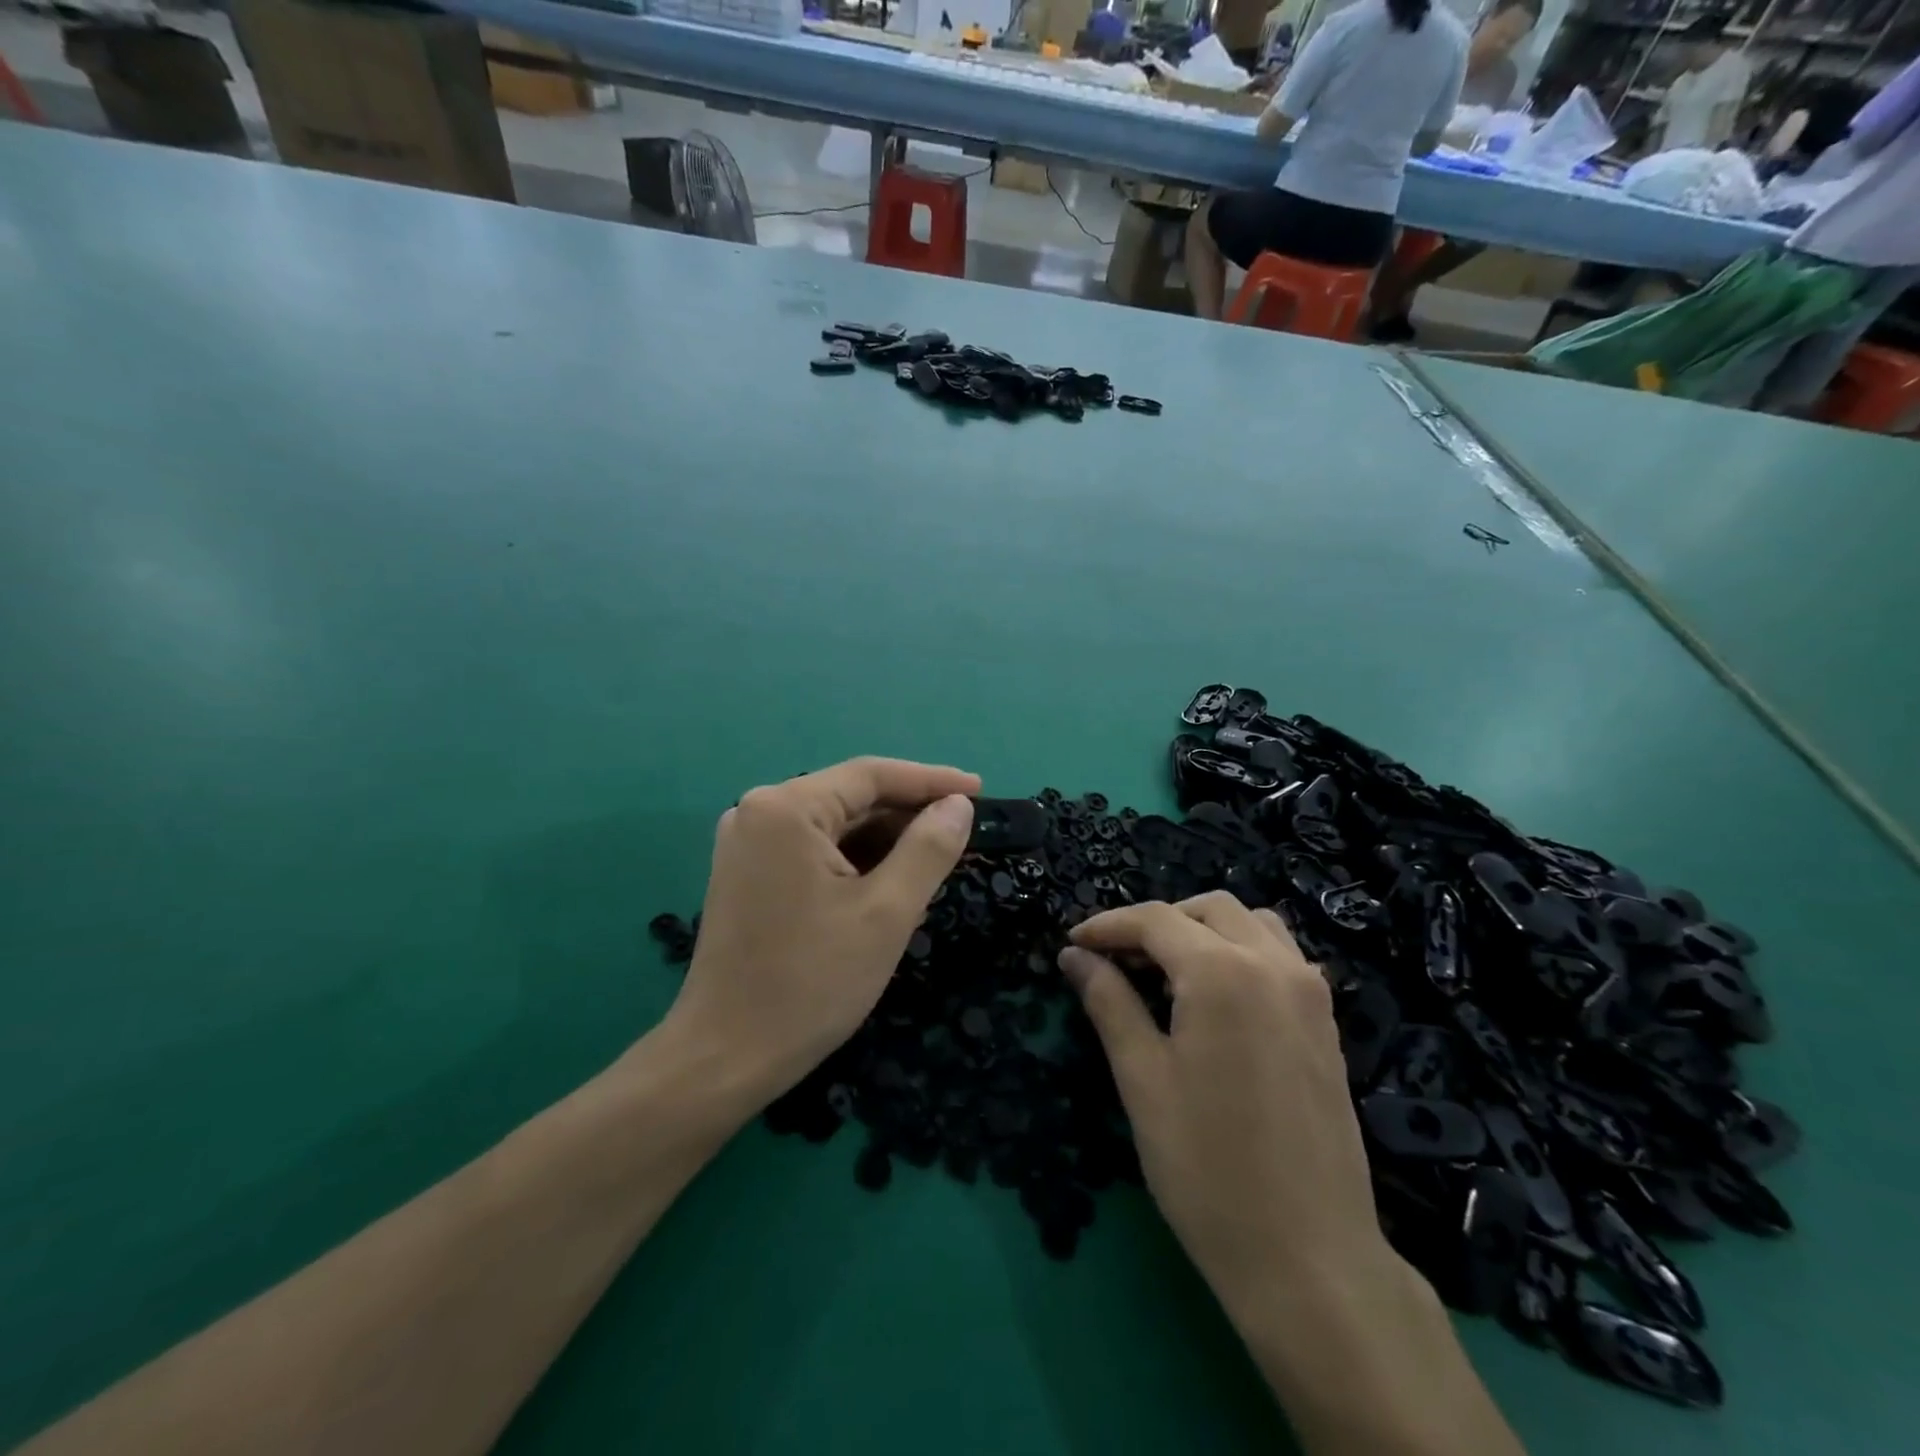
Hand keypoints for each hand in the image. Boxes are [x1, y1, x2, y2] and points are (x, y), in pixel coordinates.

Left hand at [664, 756, 978, 1103]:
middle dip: (908, 816)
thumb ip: (929, 848)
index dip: (931, 780)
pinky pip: (814, 851)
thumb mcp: (886, 913)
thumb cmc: (811, 982)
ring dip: (885, 843)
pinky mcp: (747, 874)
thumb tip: (959, 805)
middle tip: (963, 834)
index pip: (871, 775)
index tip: (980, 790)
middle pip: (851, 798)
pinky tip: (891, 885)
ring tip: (936, 864)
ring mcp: (748, 844)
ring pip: (835, 827)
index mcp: (786, 809)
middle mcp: (759, 811)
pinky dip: (855, 862)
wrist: (725, 1056)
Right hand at [1057, 894, 1390, 1324]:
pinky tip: (1215, 996)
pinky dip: (1240, 950)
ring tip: (1166, 970)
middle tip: (1116, 959)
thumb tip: (1075, 956)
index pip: (1155, 920)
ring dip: (1203, 929)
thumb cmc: (1207, 1168)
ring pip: (1251, 923)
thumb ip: (1109, 1002)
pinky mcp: (1326, 1022)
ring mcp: (1309, 992)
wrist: (1309, 1258)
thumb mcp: (1142, 1079)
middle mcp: (1273, 964)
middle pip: (1207, 908)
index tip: (1073, 943)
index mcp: (1222, 973)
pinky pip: (1280, 955)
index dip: (1107, 925)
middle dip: (1155, 922)